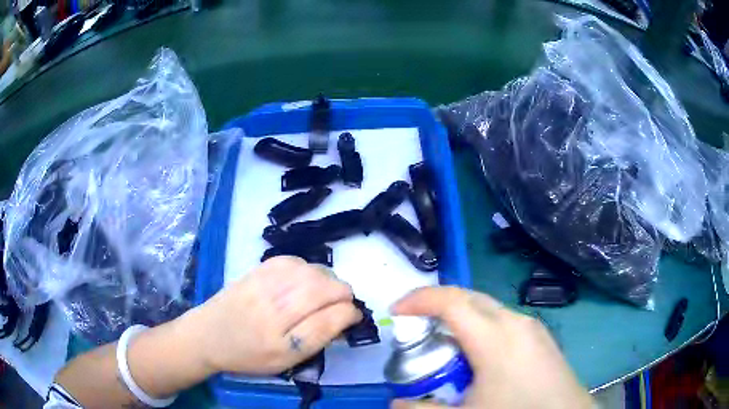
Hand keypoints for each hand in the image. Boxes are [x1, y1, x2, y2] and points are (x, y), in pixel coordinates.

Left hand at [186, 256, 361, 374]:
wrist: (209, 334)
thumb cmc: (249, 355)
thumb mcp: (285, 362)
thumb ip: (316, 340)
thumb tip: (343, 316)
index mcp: (282, 343)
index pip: (330, 320)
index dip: (350, 315)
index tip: (353, 317)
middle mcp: (273, 311)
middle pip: (324, 289)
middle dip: (343, 294)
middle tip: (341, 304)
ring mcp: (263, 286)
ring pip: (313, 271)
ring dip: (328, 280)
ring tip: (325, 292)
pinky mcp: (257, 270)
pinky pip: (294, 261)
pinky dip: (308, 269)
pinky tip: (304, 280)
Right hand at [391, 287, 592, 408]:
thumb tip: (396, 402)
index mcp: (496, 337)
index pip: (451, 302)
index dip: (419, 300)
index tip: (396, 310)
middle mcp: (515, 323)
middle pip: (469, 298)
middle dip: (437, 305)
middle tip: (415, 326)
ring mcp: (532, 328)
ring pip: (487, 309)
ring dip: (460, 318)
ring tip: (444, 343)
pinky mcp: (541, 338)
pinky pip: (503, 321)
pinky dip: (480, 328)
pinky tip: (478, 356)